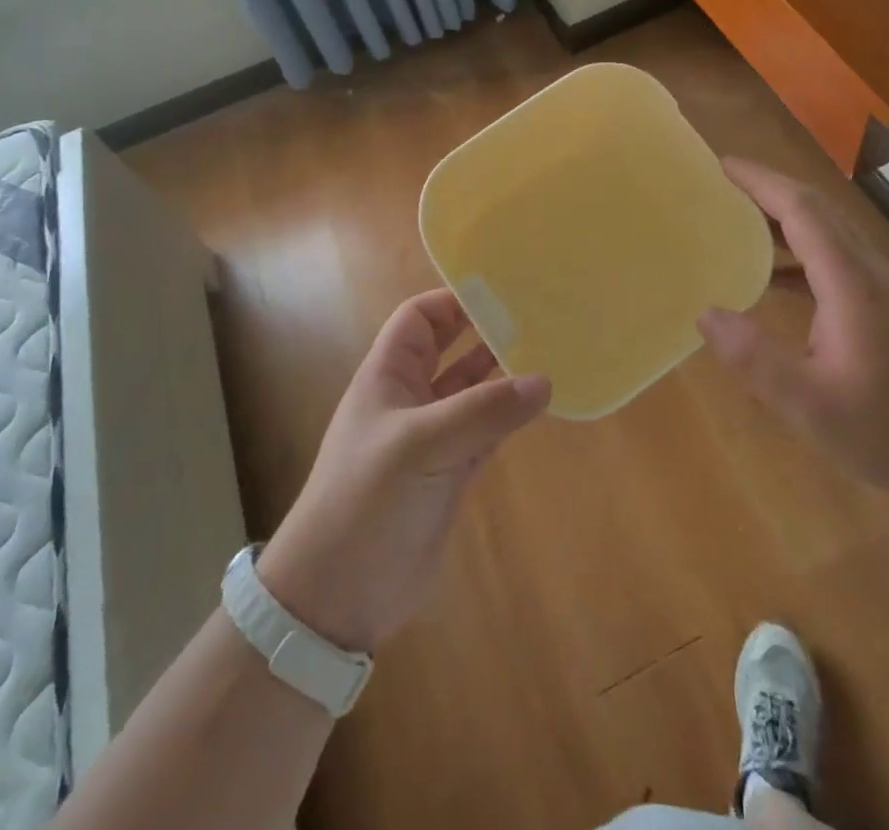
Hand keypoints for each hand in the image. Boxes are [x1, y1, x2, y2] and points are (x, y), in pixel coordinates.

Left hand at [257, 289, 550, 653]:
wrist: (338, 595)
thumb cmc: (368, 500)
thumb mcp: (423, 445)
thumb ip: (484, 412)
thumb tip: (543, 381)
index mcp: (388, 376)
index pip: (420, 319)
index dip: (454, 301)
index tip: (503, 293)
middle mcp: (410, 399)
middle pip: (450, 349)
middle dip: (486, 332)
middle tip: (538, 317)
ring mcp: (432, 438)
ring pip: (472, 391)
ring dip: (503, 374)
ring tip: (549, 354)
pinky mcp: (450, 474)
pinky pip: (486, 431)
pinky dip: (509, 417)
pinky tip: (540, 405)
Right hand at [698, 158, 888, 512]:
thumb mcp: (815, 407)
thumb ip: (758, 360)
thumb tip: (706, 313)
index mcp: (850, 283)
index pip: (802, 211)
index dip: (761, 182)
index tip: (722, 164)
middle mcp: (868, 274)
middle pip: (817, 212)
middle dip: (769, 190)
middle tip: (722, 186)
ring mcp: (883, 293)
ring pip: (829, 236)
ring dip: (784, 221)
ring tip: (738, 224)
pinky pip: (836, 264)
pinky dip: (800, 256)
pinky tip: (776, 283)